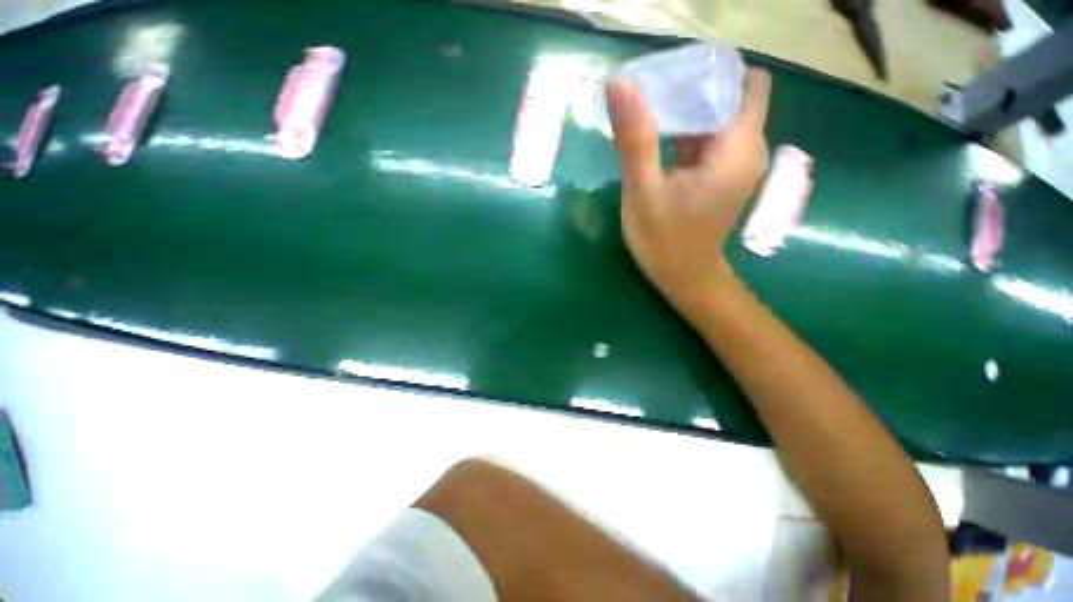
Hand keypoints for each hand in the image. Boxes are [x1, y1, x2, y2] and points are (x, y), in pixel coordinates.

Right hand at [606, 69, 771, 316]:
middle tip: (650, 95)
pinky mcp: (721, 175)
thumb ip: (635, 139)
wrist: (683, 278)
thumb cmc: (664, 241)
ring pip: (718, 117)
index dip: (712, 71)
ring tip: (648, 114)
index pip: (745, 82)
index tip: (672, 77)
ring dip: (686, 110)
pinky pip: (709, 139)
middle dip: (693, 88)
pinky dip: (686, 131)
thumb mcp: (643, 192)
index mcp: (738, 147)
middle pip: (730, 96)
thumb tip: (620, 83)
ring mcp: (735, 163)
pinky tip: (657, 139)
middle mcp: (747, 149)